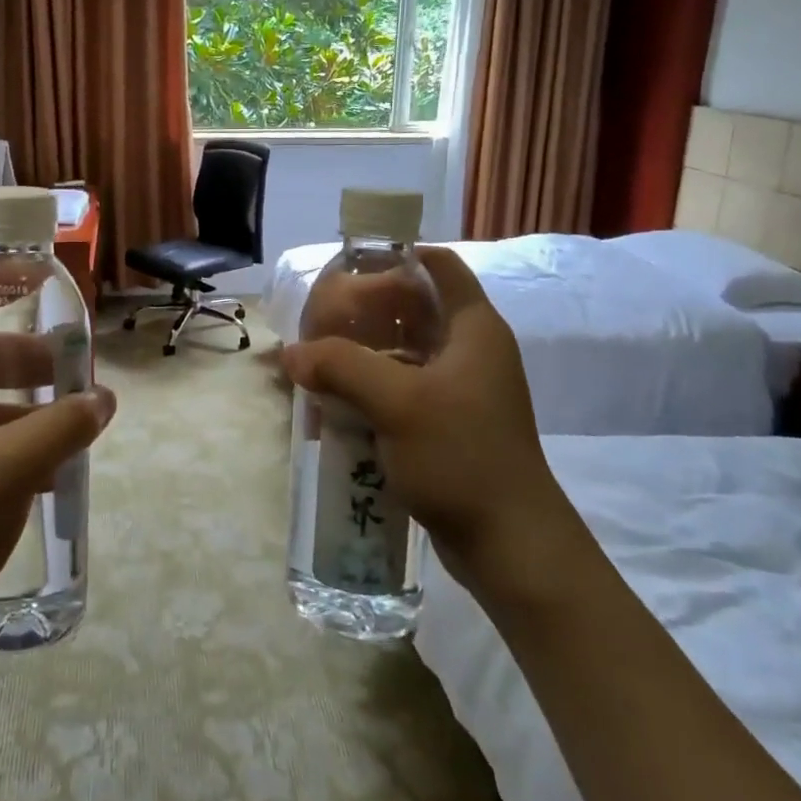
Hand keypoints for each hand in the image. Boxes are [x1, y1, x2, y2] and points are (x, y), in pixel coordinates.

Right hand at [282, 247, 586, 597]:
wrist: (509, 545)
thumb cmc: (461, 456)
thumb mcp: (396, 402)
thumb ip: (340, 366)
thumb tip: (291, 353)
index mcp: (473, 329)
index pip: (440, 266)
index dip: (398, 256)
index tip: (351, 267)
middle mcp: (469, 352)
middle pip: (412, 310)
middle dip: (364, 312)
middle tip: (318, 319)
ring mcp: (459, 391)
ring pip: (401, 355)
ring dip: (360, 357)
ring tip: (314, 364)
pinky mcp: (446, 425)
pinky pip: (400, 392)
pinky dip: (368, 392)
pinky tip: (332, 407)